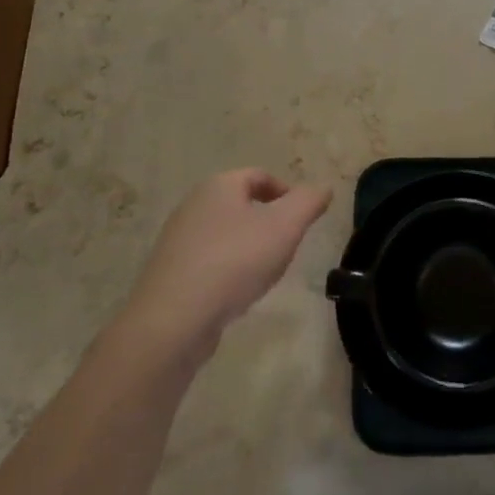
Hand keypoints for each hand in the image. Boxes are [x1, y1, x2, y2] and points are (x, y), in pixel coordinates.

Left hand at [116, 169, 331, 367]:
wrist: (175, 318)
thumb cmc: (235, 261)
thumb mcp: (285, 226)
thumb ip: (308, 202)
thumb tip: (323, 188)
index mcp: (219, 186)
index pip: (259, 175)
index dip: (286, 191)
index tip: (303, 218)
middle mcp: (193, 206)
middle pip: (241, 204)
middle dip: (269, 222)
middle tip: (288, 246)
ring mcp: (178, 240)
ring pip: (226, 234)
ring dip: (250, 248)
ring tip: (266, 273)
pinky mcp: (171, 272)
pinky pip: (210, 261)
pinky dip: (229, 270)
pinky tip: (238, 293)